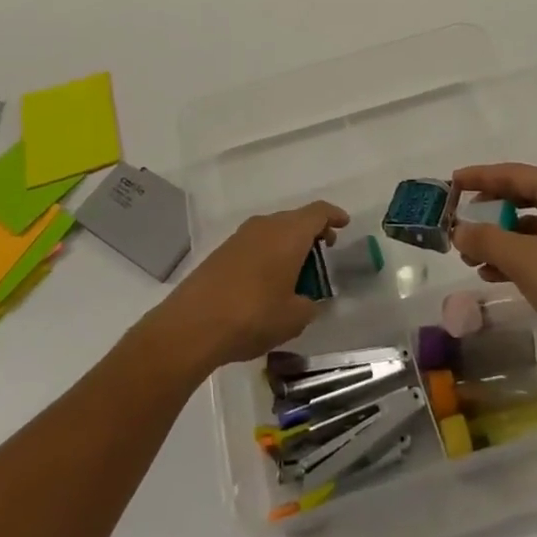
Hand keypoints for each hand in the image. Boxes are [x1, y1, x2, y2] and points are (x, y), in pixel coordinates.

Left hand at [146, 202, 349, 375]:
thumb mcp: (294, 318)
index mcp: (289, 233)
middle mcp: (265, 226)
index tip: (343, 225)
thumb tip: (307, 301)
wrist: (193, 324)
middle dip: (312, 233)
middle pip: (295, 219)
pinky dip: (269, 254)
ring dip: (288, 244)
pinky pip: (255, 243)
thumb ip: (309, 305)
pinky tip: (268, 281)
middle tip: (323, 253)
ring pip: (273, 230)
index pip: (318, 212)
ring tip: (296, 272)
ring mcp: (240, 237)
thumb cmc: (253, 315)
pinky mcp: (222, 252)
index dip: (333, 216)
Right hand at [449, 164, 536, 386]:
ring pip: (532, 226)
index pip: (513, 173)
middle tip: (459, 220)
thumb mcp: (524, 260)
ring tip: (470, 256)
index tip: (451, 183)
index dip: (479, 177)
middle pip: (523, 197)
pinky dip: (519, 257)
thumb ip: (486, 239)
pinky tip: (494, 275)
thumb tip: (458, 229)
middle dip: (489, 211)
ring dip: (500, 238)